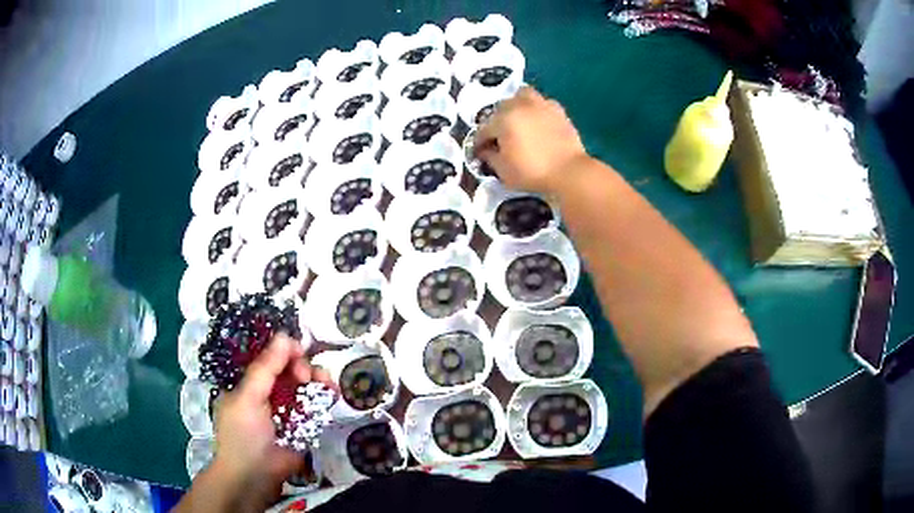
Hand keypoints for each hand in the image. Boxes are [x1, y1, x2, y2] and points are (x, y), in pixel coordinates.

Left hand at [209, 334, 332, 508]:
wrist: (255, 477)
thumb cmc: (243, 434)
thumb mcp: (248, 397)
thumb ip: (266, 368)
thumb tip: (285, 335)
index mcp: (250, 383)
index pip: (270, 358)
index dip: (285, 352)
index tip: (299, 352)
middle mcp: (269, 393)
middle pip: (290, 370)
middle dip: (304, 367)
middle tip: (309, 377)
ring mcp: (287, 410)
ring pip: (305, 387)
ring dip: (318, 381)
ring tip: (328, 386)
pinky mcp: (303, 426)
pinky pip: (315, 407)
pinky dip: (324, 399)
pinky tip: (332, 396)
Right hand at [475, 86, 588, 193]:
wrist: (570, 172)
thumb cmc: (533, 172)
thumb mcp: (503, 171)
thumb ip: (490, 157)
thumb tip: (486, 150)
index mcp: (503, 120)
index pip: (483, 129)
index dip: (479, 142)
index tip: (479, 153)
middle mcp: (520, 106)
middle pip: (501, 108)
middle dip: (496, 122)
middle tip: (500, 138)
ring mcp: (541, 105)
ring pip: (522, 96)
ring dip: (516, 106)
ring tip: (518, 120)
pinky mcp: (558, 111)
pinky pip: (542, 103)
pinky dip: (536, 109)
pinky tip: (537, 121)